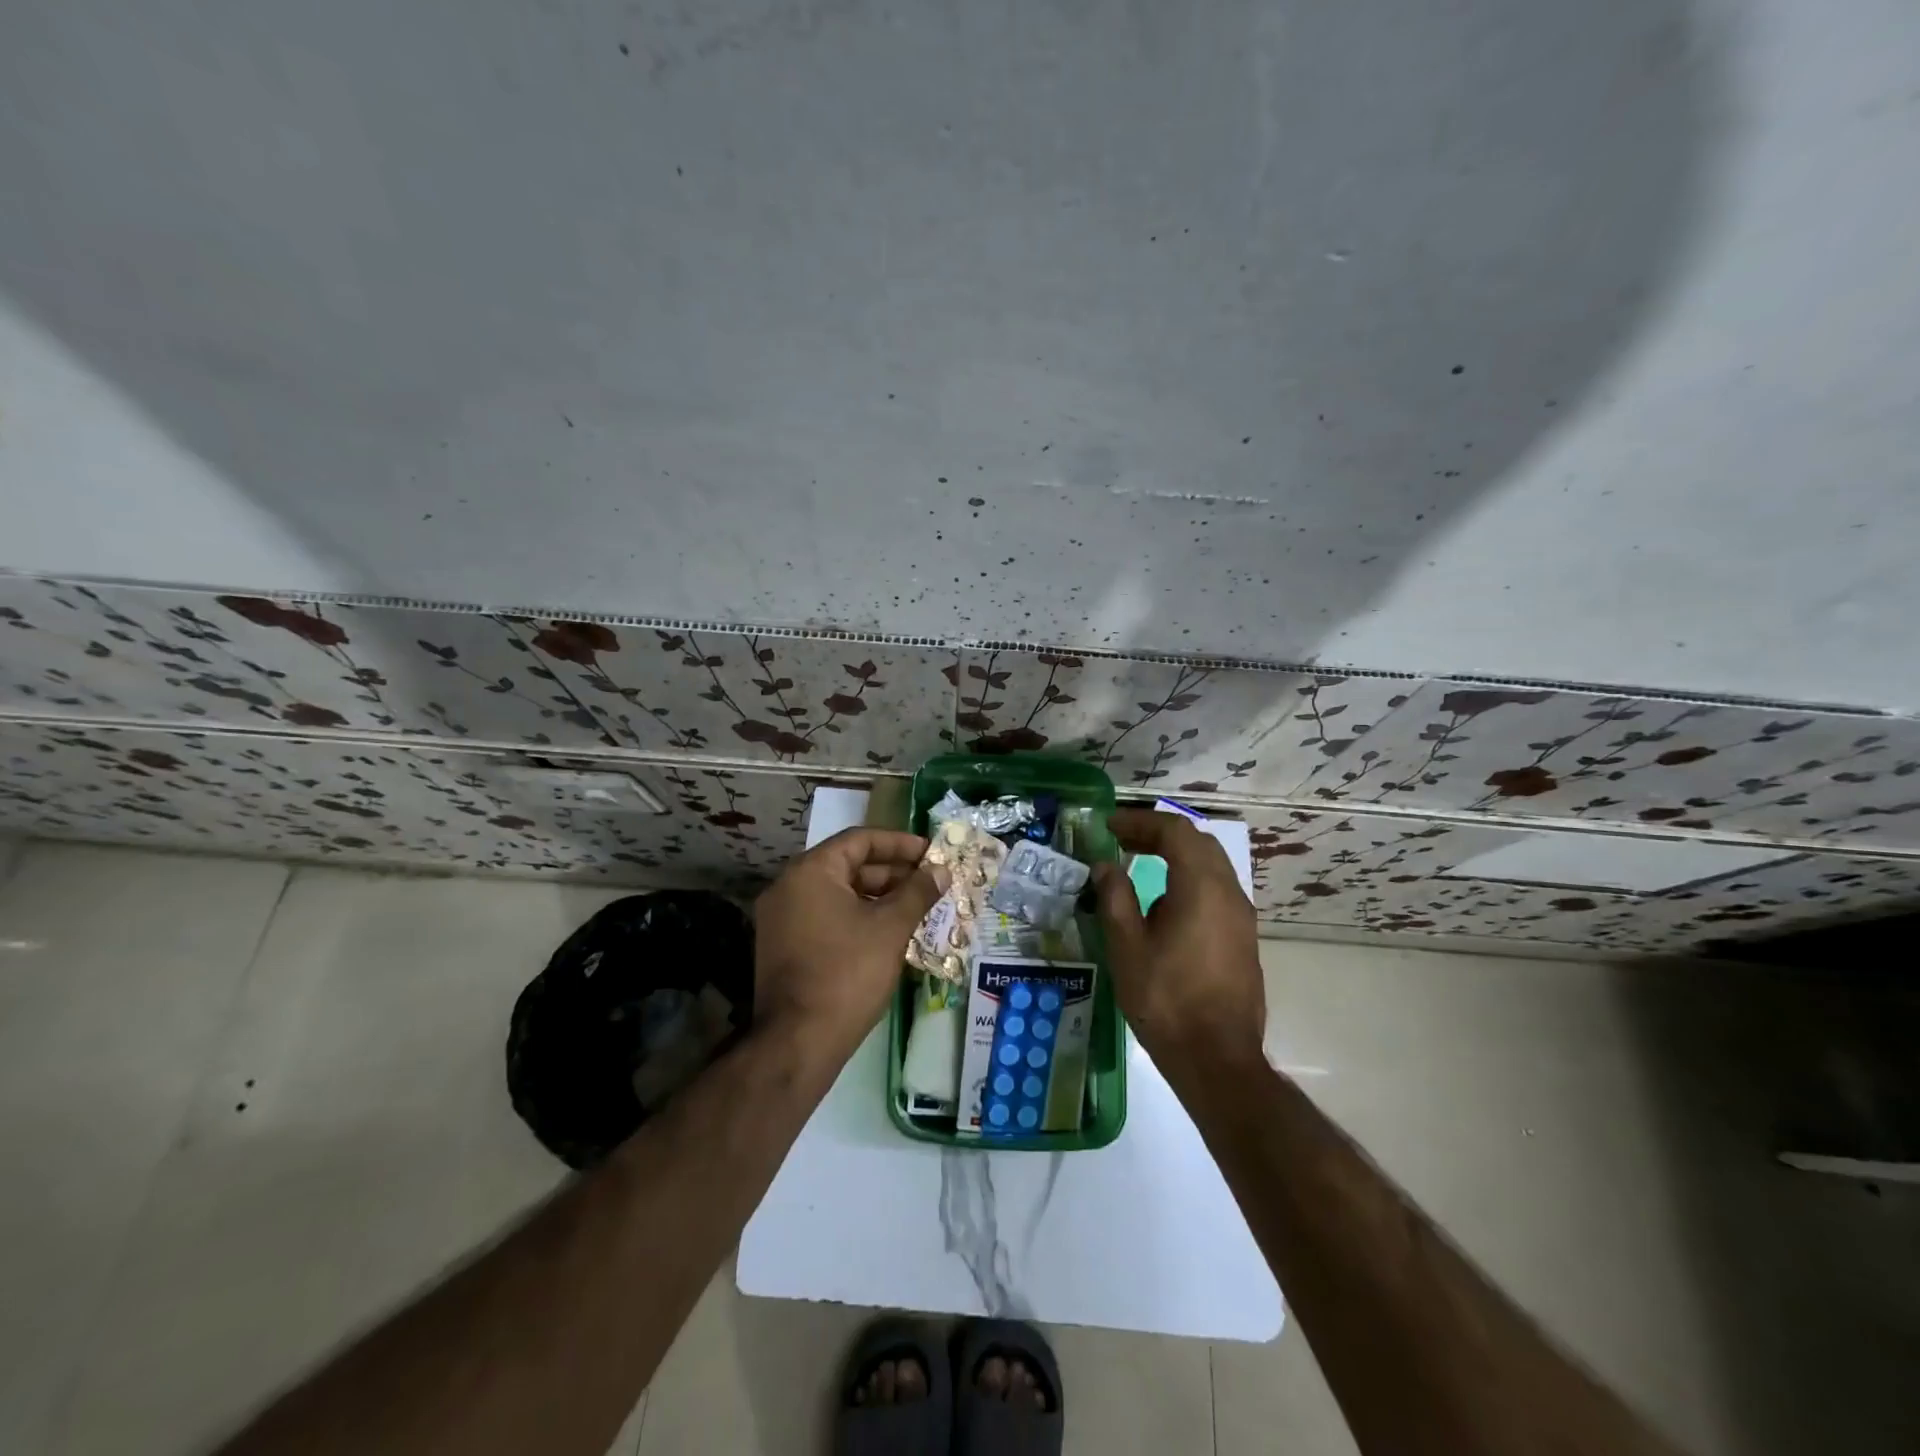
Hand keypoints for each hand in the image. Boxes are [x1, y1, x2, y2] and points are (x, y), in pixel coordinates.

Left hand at [753, 828, 947, 1061]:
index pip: (860, 840)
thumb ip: (917, 892)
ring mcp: (782, 918)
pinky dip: (857, 918)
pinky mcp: (784, 946)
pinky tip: (889, 934)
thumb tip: (941, 870)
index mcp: (810, 871)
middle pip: (848, 866)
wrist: (798, 1041)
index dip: (899, 844)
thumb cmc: (848, 973)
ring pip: (838, 894)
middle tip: (929, 883)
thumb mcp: (890, 928)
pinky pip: (826, 917)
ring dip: (878, 898)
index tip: (931, 854)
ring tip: (917, 909)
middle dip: (892, 874)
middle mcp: (788, 886)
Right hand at [1094, 808, 1265, 1066]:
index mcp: (1201, 887)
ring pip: (1211, 865)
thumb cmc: (1166, 1000)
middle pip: (1198, 842)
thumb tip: (1106, 866)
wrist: (1218, 1060)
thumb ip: (1115, 898)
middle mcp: (1229, 893)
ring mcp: (1242, 917)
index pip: (1174, 831)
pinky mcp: (1243, 938)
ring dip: (1176, 855)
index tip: (1109, 827)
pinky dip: (1189, 879)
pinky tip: (1164, 903)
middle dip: (1159, 833)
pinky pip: (1217, 889)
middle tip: (1123, 839)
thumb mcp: (1127, 947)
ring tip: (1140, 864)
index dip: (1140, 822)